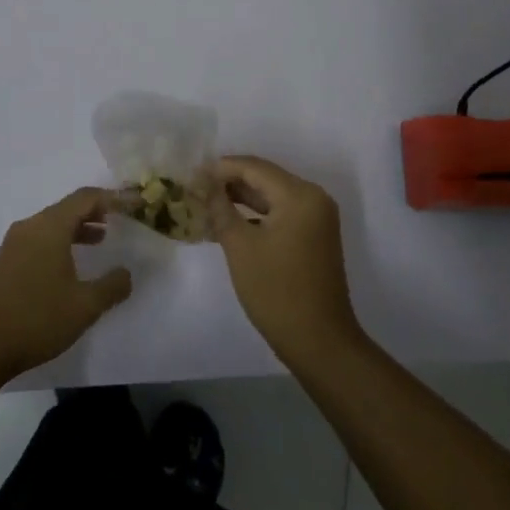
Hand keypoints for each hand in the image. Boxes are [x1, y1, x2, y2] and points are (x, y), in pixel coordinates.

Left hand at [0, 188, 133, 385]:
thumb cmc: (37, 319)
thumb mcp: (84, 306)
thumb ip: (111, 286)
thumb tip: (126, 273)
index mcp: (50, 227)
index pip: (86, 198)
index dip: (114, 198)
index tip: (135, 204)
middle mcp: (31, 226)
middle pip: (68, 207)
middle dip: (96, 211)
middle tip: (120, 220)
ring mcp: (14, 243)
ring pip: (53, 223)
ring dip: (78, 227)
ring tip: (101, 239)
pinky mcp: (6, 261)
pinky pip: (40, 238)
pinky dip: (61, 241)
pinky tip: (71, 264)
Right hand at [212, 156, 362, 366]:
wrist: (319, 342)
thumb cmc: (277, 291)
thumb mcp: (240, 247)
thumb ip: (220, 209)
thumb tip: (204, 185)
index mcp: (300, 195)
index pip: (254, 168)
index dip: (221, 168)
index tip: (191, 174)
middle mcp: (314, 198)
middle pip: (265, 179)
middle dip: (230, 182)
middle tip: (195, 188)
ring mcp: (317, 218)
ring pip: (272, 197)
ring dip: (241, 199)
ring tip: (206, 203)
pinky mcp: (314, 236)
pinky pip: (280, 214)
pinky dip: (256, 216)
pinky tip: (229, 223)